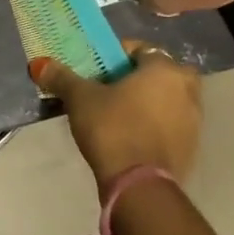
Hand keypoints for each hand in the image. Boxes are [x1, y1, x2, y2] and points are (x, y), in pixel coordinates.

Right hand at [29, 42, 201, 186]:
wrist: (139, 185)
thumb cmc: (112, 128)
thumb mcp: (80, 98)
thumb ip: (61, 77)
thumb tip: (39, 64)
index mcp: (164, 70)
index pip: (142, 49)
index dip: (117, 55)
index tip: (98, 68)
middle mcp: (187, 90)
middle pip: (160, 74)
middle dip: (139, 78)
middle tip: (111, 88)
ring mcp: (194, 121)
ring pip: (168, 100)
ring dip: (149, 101)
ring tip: (118, 113)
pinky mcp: (191, 148)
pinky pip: (171, 125)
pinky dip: (155, 124)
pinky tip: (131, 135)